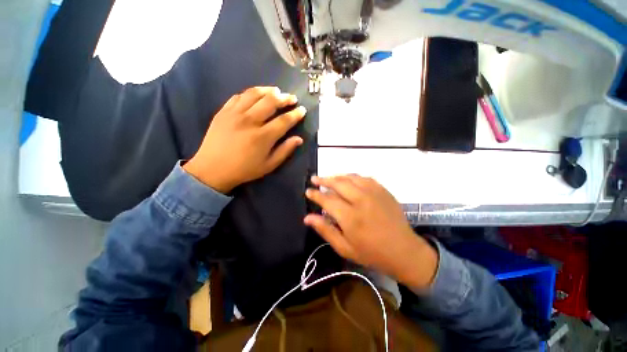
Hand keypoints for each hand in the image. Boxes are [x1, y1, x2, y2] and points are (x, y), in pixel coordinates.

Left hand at [184, 87, 305, 192]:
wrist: (212, 169)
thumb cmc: (244, 170)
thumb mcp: (269, 165)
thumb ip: (285, 151)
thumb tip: (299, 139)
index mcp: (263, 137)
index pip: (284, 120)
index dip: (295, 114)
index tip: (302, 110)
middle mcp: (250, 121)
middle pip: (270, 102)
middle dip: (284, 98)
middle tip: (292, 98)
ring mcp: (234, 114)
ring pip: (254, 94)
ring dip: (268, 90)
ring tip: (276, 91)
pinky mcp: (223, 112)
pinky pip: (238, 96)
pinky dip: (249, 93)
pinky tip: (255, 95)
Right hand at [304, 175, 437, 289]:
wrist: (404, 251)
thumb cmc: (371, 253)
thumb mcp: (344, 248)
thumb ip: (325, 230)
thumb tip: (307, 217)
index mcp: (350, 217)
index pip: (327, 199)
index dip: (315, 194)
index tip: (308, 191)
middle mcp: (361, 200)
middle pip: (338, 183)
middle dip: (323, 180)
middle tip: (315, 179)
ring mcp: (374, 193)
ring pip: (350, 177)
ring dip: (337, 176)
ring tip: (329, 178)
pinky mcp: (383, 190)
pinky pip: (364, 178)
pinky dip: (353, 177)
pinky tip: (349, 180)